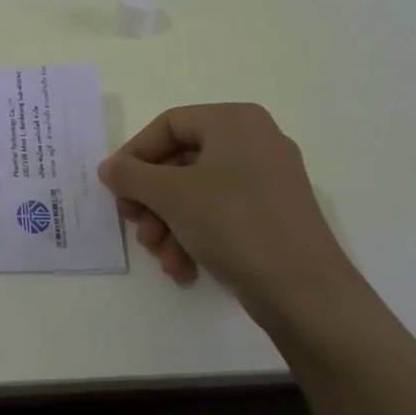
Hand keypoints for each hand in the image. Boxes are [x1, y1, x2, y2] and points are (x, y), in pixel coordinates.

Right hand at [98, 103, 364, 332]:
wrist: (307, 293)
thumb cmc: (234, 224)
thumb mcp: (171, 195)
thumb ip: (131, 176)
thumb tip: (109, 168)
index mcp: (235, 121)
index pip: (168, 125)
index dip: (134, 155)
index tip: (114, 187)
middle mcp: (255, 141)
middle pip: (181, 161)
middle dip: (152, 198)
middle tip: (133, 223)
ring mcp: (268, 180)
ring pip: (197, 192)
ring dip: (168, 223)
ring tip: (159, 254)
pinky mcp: (274, 216)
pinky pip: (221, 213)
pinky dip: (195, 235)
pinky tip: (182, 267)